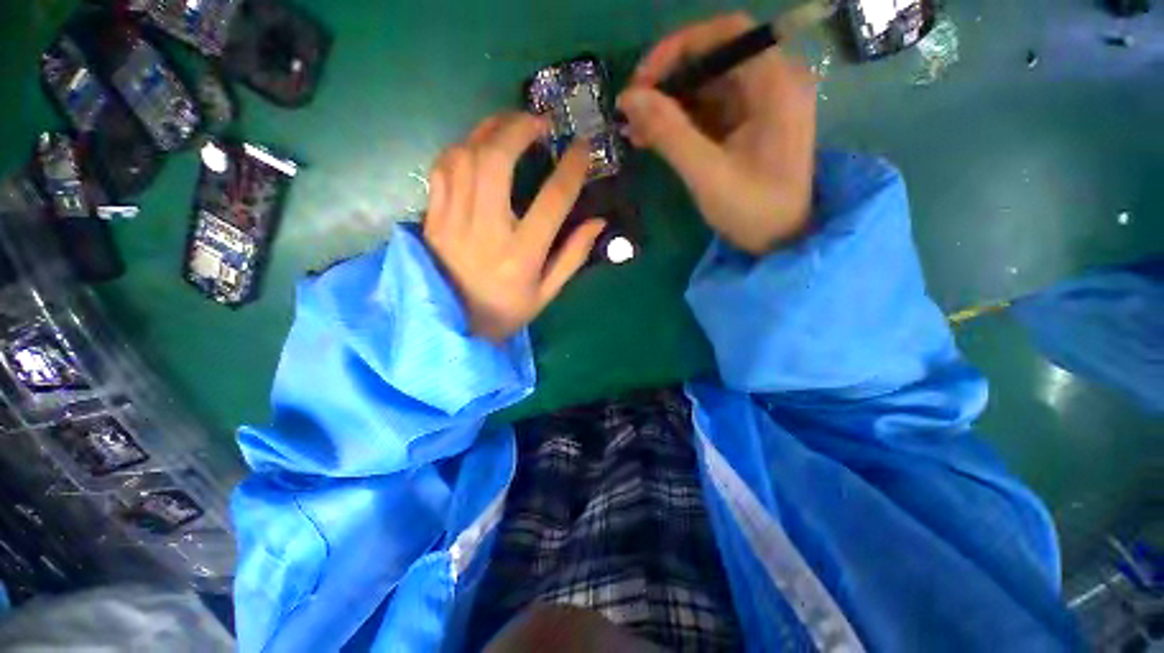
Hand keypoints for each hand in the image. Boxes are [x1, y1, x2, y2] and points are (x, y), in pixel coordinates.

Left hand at [423, 113, 605, 341]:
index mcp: (521, 256)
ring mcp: (452, 222)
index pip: (552, 201)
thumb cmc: (506, 312)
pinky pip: (442, 169)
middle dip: (519, 128)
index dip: (571, 169)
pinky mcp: (433, 219)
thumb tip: (598, 221)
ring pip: (465, 156)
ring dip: (489, 130)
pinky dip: (462, 148)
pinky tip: (478, 148)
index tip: (583, 148)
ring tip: (510, 126)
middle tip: (540, 122)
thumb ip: (573, 256)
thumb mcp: (547, 293)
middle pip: (496, 162)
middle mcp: (486, 232)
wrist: (453, 326)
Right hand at [618, 13, 817, 255]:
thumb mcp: (707, 173)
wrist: (780, 242)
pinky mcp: (746, 126)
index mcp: (776, 84)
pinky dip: (679, 123)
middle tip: (632, 111)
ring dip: (668, 105)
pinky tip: (651, 139)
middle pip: (713, 60)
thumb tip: (629, 98)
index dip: (679, 48)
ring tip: (634, 130)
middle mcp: (772, 83)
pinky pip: (708, 111)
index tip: (643, 80)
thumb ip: (669, 133)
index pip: (726, 34)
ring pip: (706, 87)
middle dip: (668, 82)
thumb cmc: (752, 209)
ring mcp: (759, 106)